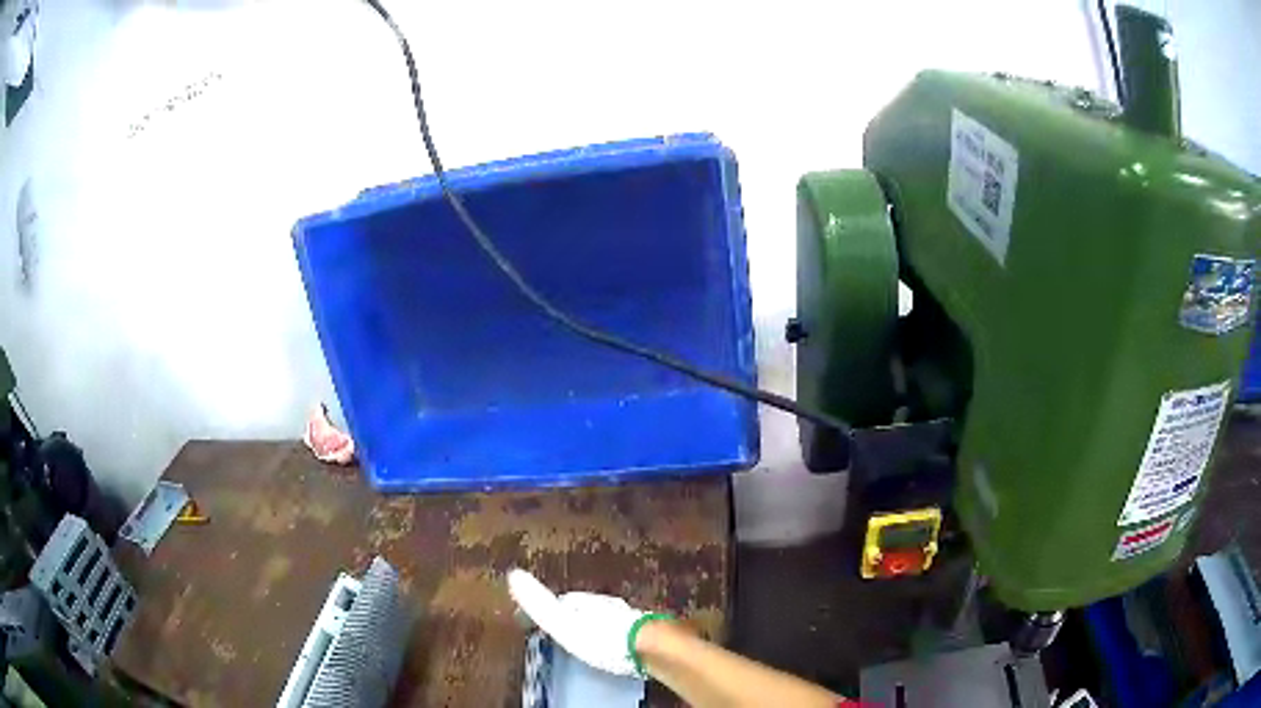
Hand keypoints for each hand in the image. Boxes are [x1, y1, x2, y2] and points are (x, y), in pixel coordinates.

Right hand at [508, 568, 646, 676]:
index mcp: (583, 601)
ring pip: (604, 618)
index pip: (561, 601)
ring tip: (585, 640)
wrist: (649, 646)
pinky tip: (611, 647)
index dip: (549, 609)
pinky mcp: (643, 633)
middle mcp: (605, 604)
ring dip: (594, 627)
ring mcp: (626, 617)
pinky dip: (612, 637)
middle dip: (574, 618)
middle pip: (584, 609)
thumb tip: (514, 575)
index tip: (540, 619)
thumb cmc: (601, 638)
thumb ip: (539, 603)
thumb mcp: (562, 623)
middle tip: (563, 631)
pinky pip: (621, 631)